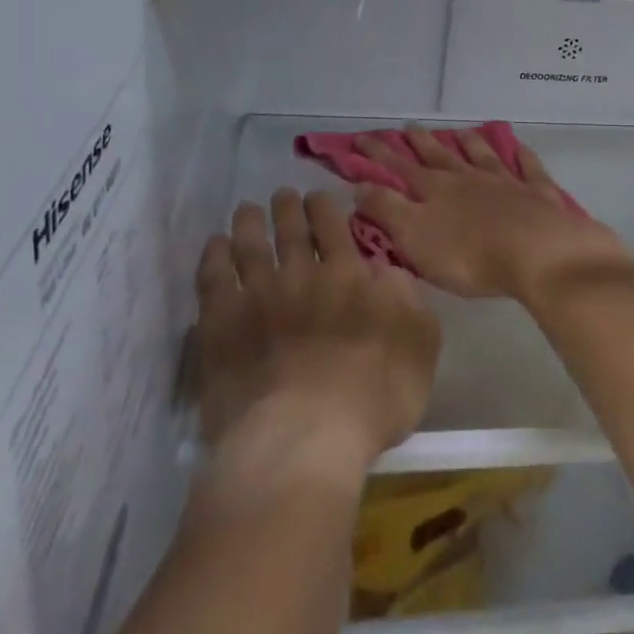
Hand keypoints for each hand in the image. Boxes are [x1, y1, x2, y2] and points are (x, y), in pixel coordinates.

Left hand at [194, 190, 438, 483]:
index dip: (325, 207)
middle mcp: (302, 276)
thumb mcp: (419, 348)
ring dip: (249, 222)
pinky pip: (213, 278)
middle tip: (282, 195)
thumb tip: (390, 272)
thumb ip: (411, 303)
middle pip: (291, 229)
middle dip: (287, 207)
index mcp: (348, 278)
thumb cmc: (372, 399)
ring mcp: (257, 297)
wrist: (302, 438)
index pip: (334, 227)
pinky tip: (215, 246)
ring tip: (246, 209)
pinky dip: (214, 256)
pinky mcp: (220, 324)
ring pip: (250, 244)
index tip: (318, 196)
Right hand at [351, 126, 633, 310]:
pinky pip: (528, 168)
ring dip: (468, 143)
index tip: (360, 139)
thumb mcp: (414, 236)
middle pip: (439, 157)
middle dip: (420, 143)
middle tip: (407, 127)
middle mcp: (468, 178)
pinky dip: (521, 156)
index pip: (399, 169)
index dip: (378, 155)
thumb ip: (386, 209)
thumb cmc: (469, 253)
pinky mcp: (538, 193)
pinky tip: (519, 148)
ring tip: (459, 132)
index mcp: (435, 190)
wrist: (537, 252)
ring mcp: (506, 182)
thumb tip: (359, 185)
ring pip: (482, 156)